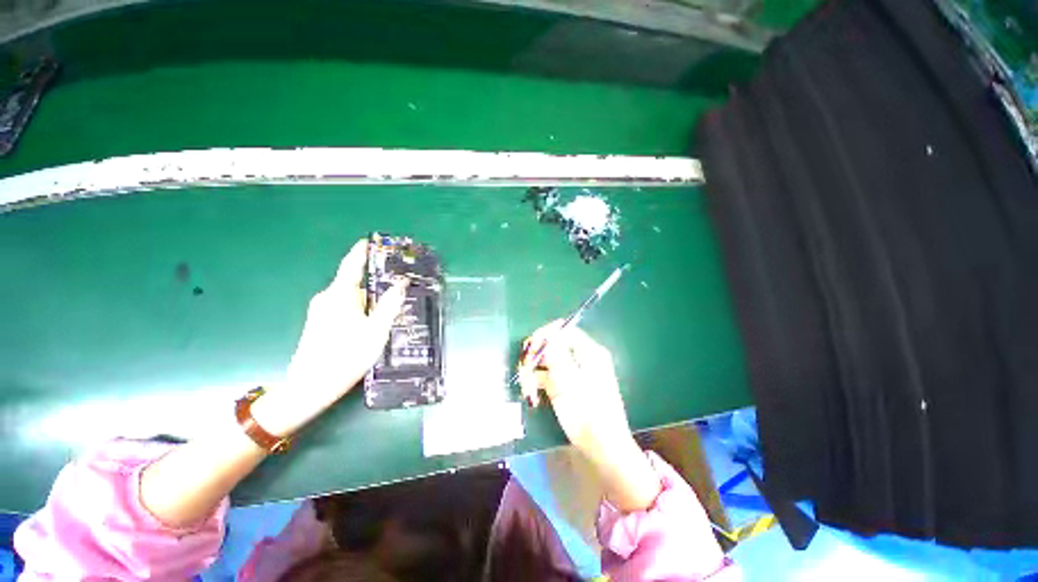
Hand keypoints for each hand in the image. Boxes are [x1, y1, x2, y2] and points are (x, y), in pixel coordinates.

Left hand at [253, 239, 406, 435]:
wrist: (310, 387)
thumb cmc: (346, 356)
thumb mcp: (376, 330)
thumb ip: (389, 305)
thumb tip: (400, 284)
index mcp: (339, 295)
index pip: (351, 266)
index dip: (360, 252)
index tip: (369, 241)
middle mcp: (327, 299)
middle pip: (355, 286)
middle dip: (375, 291)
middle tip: (395, 299)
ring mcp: (320, 312)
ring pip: (350, 300)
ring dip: (367, 305)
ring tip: (384, 321)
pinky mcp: (317, 324)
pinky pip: (343, 310)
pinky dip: (358, 313)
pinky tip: (367, 331)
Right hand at [518, 321, 631, 457]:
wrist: (600, 446)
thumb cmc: (587, 410)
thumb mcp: (569, 379)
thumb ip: (556, 353)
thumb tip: (547, 333)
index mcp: (589, 351)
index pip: (564, 330)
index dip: (546, 335)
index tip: (530, 347)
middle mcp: (580, 358)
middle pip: (552, 345)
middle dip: (535, 356)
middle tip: (524, 369)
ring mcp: (571, 373)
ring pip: (546, 362)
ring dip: (533, 372)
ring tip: (527, 388)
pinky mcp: (564, 387)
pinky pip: (546, 377)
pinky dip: (537, 383)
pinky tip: (532, 395)